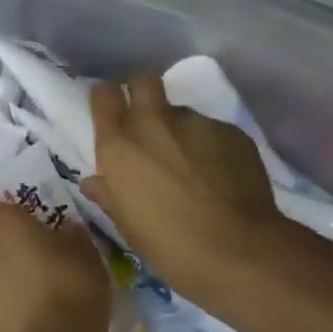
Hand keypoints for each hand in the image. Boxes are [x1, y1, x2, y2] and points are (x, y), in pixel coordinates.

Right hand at [82, 72, 280, 303]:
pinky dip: (211, 147)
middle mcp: (153, 123)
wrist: (238, 251)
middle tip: (149, 122)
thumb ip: (109, 195)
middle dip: (143, 93)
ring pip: (181, 112)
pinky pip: (212, 131)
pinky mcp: (230, 131)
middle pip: (143, 80)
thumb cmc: (169, 246)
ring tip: (193, 165)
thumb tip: (95, 182)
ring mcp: (195, 123)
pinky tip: (220, 176)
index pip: (104, 95)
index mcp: (119, 146)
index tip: (111, 110)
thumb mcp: (128, 225)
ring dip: (180, 131)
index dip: (107, 99)